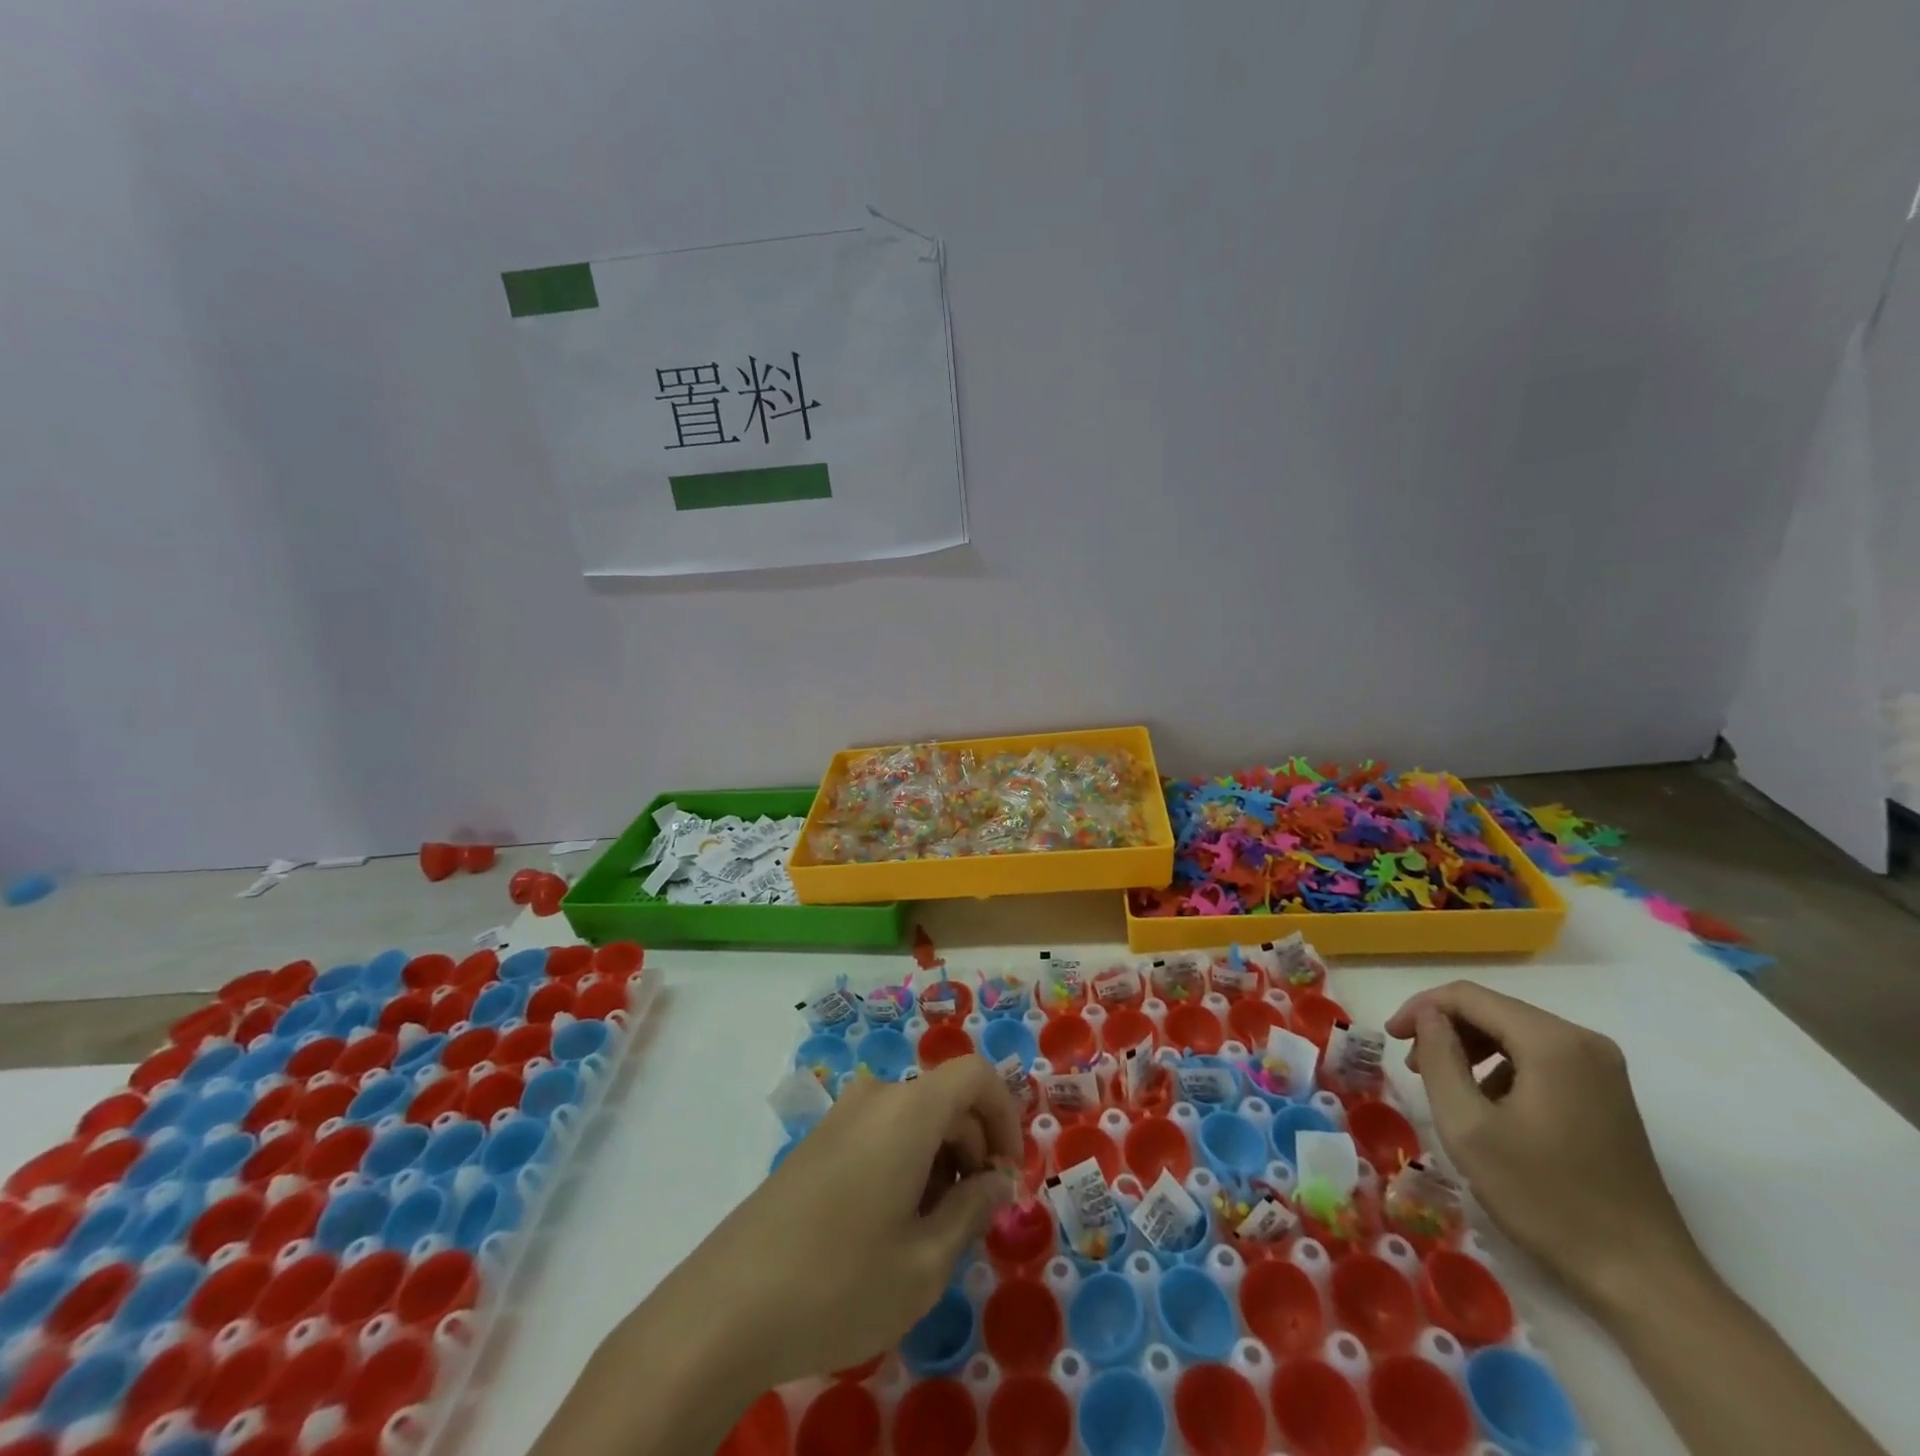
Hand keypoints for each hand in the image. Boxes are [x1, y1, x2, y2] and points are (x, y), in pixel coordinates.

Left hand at [694, 1055, 1021, 1385]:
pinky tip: (889, 1227)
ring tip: (930, 1232)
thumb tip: (996, 1181)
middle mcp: (876, 1098)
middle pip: (946, 1100)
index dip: (1006, 1117)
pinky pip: (881, 1133)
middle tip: (973, 1219)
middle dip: (973, 1149)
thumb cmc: (839, 1283)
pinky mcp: (818, 1142)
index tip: (1007, 1178)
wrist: (726, 1306)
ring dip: (940, 1161)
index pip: (976, 1075)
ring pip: (914, 1119)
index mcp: (908, 1111)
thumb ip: (973, 1211)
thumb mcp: (924, 1263)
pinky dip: (905, 1163)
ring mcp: (841, 1116)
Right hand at [1385, 981, 1703, 1314]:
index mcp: (1552, 1042)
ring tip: (1442, 1084)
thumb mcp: (1468, 1126)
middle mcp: (1583, 1041)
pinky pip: (1538, 1058)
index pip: (1468, 996)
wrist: (1643, 1278)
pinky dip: (1501, 1068)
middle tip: (1412, 1066)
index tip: (1390, 1038)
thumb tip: (1428, 1016)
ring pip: (1514, 1033)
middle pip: (1493, 1010)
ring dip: (1470, 1048)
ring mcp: (1602, 1069)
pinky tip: (1487, 1106)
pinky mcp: (1606, 1094)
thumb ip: (1439, 1057)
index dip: (1420, 1008)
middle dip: (1444, 1030)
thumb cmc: (1545, 1198)